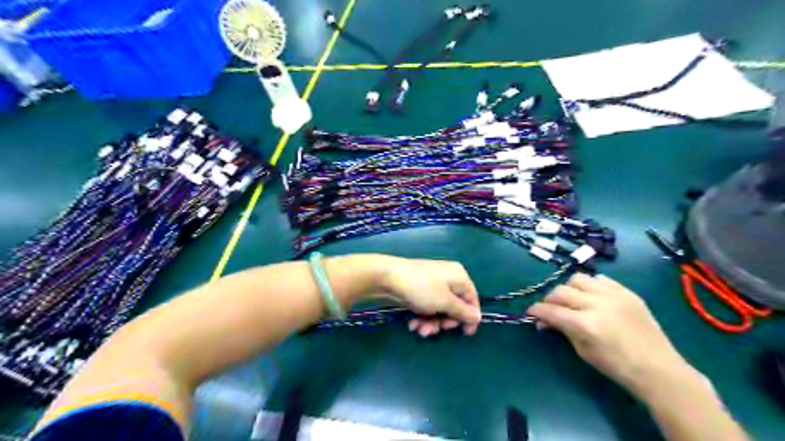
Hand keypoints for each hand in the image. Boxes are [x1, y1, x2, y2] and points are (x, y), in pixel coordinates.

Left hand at [377, 257, 481, 334]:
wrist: (387, 278)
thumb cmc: (421, 288)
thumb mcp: (445, 302)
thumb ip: (462, 311)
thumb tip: (477, 317)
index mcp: (459, 276)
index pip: (472, 299)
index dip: (470, 317)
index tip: (465, 334)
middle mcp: (448, 279)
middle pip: (455, 307)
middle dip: (445, 322)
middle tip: (437, 329)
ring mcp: (432, 285)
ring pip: (439, 310)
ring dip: (431, 323)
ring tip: (420, 330)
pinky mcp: (420, 291)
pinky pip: (427, 307)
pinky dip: (422, 317)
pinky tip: (413, 324)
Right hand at [528, 274, 691, 397]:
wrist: (658, 369)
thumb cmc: (617, 366)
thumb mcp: (583, 351)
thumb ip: (562, 330)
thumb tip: (543, 320)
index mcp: (585, 324)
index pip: (551, 310)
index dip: (536, 310)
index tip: (531, 312)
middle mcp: (597, 304)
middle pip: (561, 291)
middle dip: (550, 300)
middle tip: (551, 309)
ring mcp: (613, 295)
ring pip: (578, 279)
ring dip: (569, 288)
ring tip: (572, 300)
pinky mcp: (627, 292)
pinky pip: (600, 279)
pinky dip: (590, 286)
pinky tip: (592, 297)